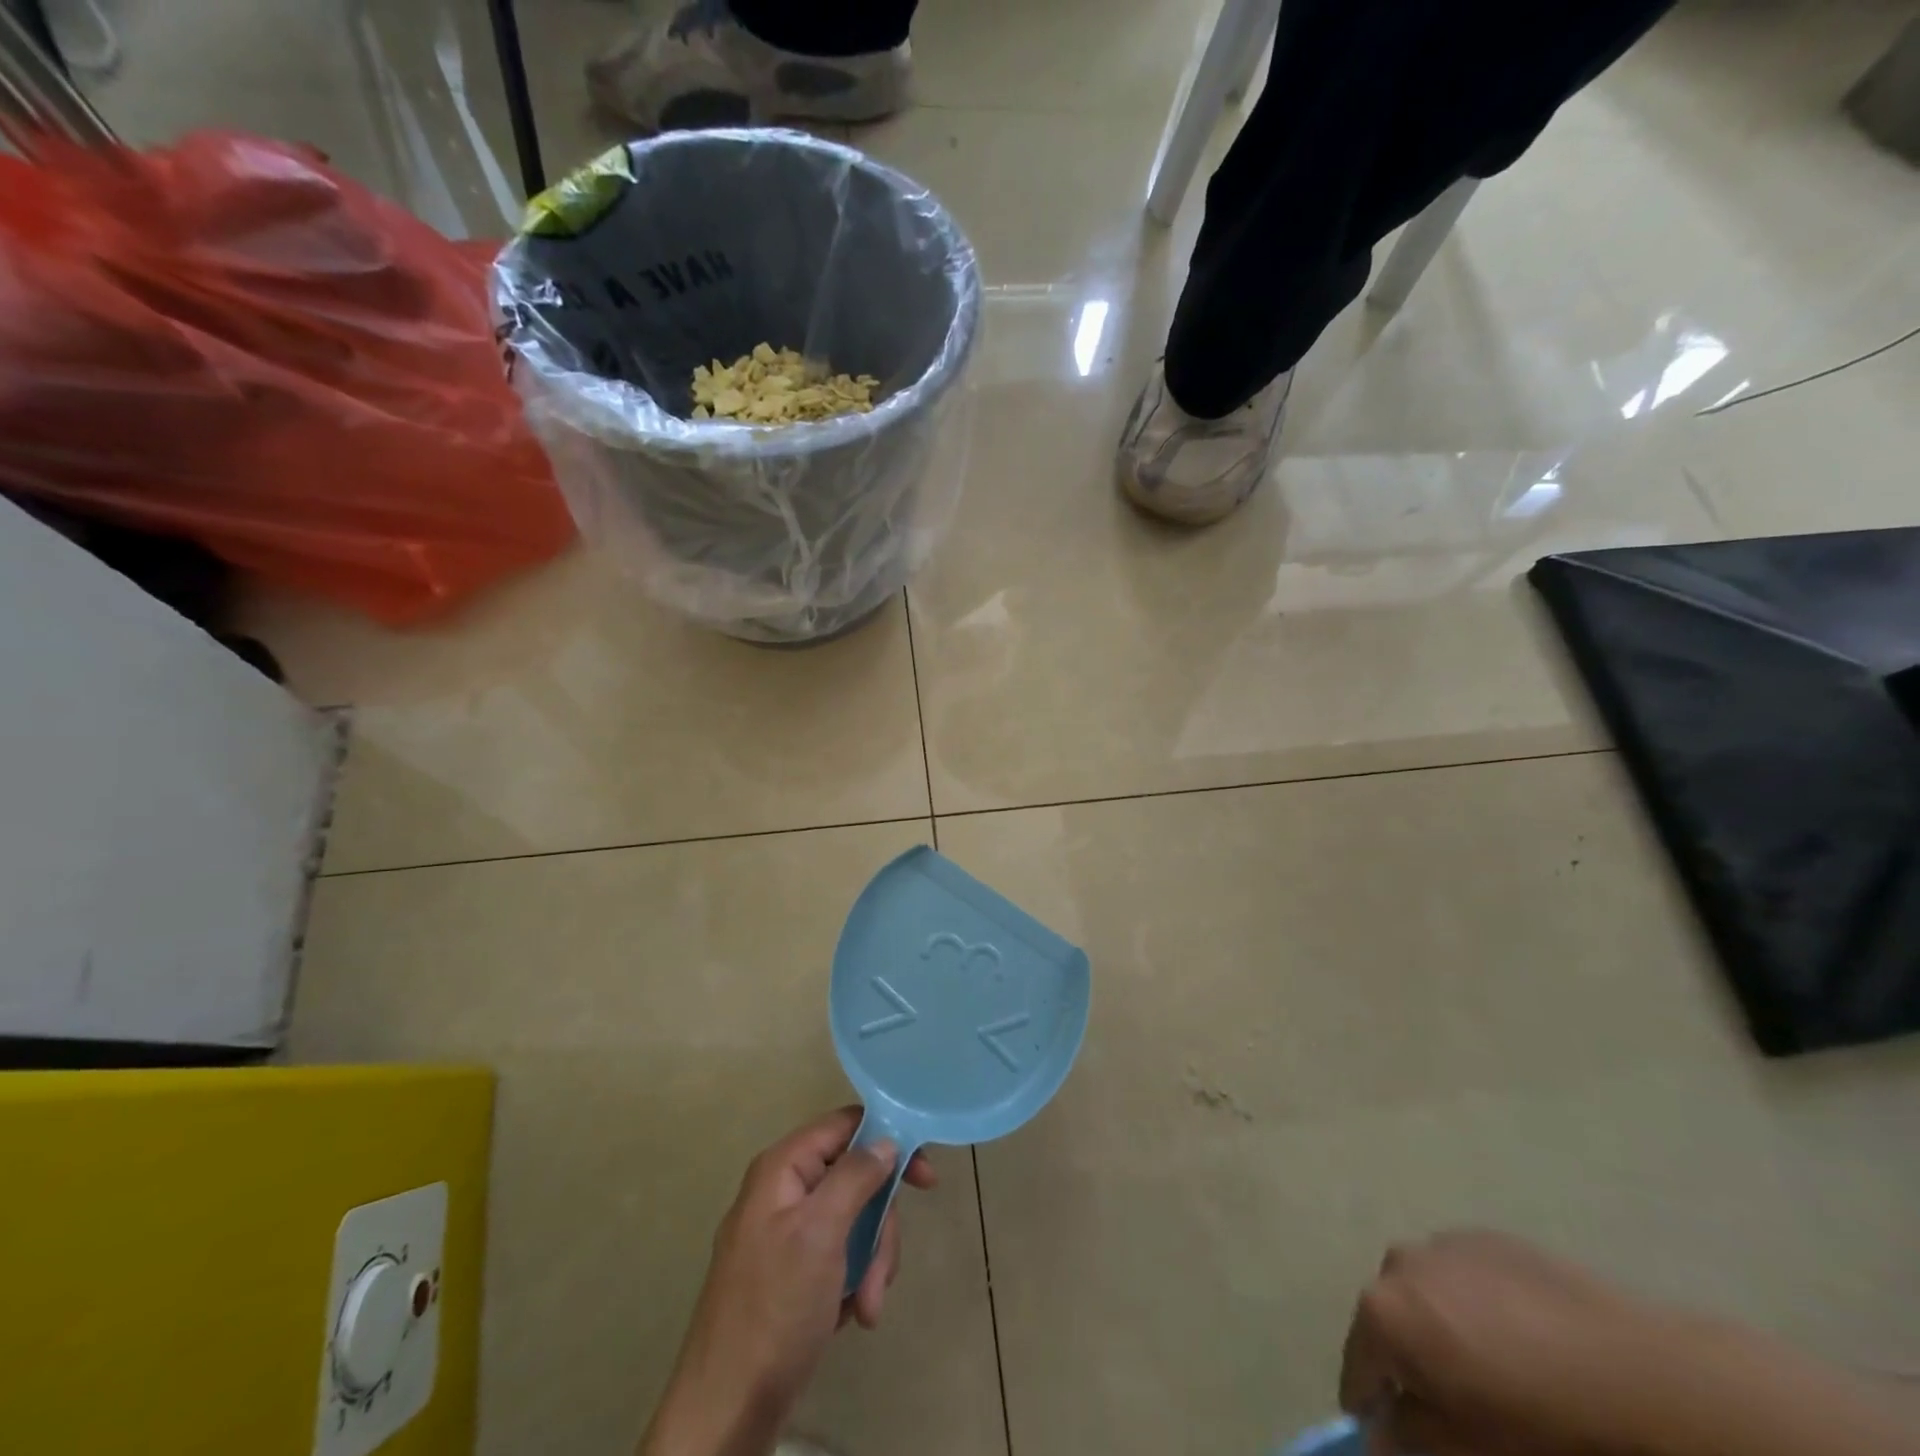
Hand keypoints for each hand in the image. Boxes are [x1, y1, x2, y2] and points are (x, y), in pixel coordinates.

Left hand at [641, 1107, 936, 1455]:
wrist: (727, 1410)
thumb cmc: (775, 1310)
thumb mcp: (821, 1233)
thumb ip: (855, 1176)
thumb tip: (885, 1139)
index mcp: (782, 1169)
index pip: (844, 1126)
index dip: (887, 1141)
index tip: (924, 1178)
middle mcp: (782, 1191)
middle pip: (854, 1178)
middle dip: (878, 1225)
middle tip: (882, 1270)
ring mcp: (784, 1234)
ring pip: (852, 1220)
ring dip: (869, 1262)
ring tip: (865, 1307)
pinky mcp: (790, 1273)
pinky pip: (838, 1254)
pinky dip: (853, 1281)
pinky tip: (850, 1315)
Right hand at [1339, 1230, 1681, 1455]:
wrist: (1634, 1374)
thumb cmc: (1541, 1423)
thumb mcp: (1466, 1452)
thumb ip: (1405, 1440)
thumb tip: (1375, 1436)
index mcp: (1383, 1311)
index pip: (1356, 1368)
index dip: (1370, 1404)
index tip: (1392, 1429)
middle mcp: (1398, 1263)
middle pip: (1387, 1319)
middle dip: (1408, 1357)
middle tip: (1451, 1398)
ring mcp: (1442, 1243)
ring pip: (1423, 1291)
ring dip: (1438, 1323)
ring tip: (1489, 1363)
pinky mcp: (1485, 1237)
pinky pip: (1460, 1275)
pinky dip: (1471, 1302)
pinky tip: (1518, 1337)